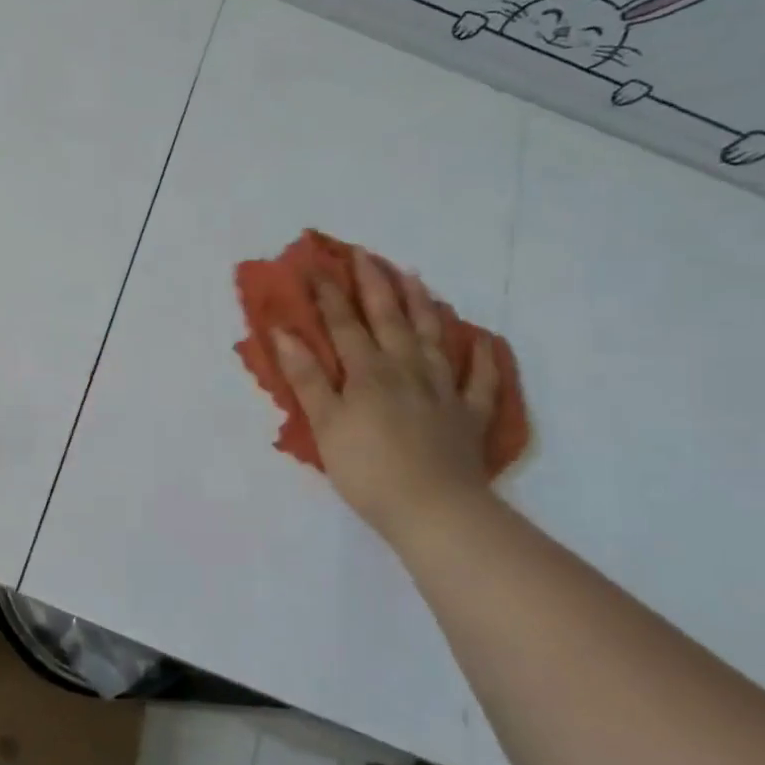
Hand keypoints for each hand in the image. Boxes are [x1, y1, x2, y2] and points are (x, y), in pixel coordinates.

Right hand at [272, 248, 497, 538]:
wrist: (434, 510)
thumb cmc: (367, 469)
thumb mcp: (325, 424)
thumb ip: (307, 377)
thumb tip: (284, 333)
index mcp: (368, 372)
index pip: (344, 324)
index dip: (329, 295)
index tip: (316, 266)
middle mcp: (406, 370)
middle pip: (389, 319)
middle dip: (375, 285)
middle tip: (366, 254)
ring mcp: (442, 391)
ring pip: (432, 338)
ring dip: (421, 305)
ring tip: (414, 277)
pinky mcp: (468, 416)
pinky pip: (479, 380)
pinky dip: (480, 358)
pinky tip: (479, 339)